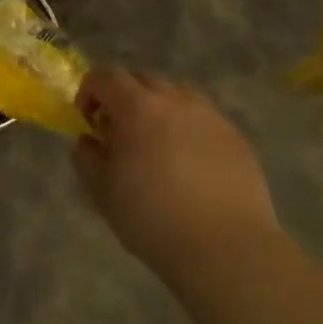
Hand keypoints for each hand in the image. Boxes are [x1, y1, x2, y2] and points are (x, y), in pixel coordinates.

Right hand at [73, 68, 278, 272]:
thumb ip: (87, 157)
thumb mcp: (101, 190)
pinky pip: (203, 119)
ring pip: (177, 95)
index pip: (106, 77)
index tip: (87, 120)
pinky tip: (186, 164)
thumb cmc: (151, 216)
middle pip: (143, 79)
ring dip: (158, 109)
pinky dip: (186, 129)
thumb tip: (89, 141)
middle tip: (118, 132)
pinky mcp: (236, 139)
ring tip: (154, 145)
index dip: (89, 92)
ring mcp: (211, 117)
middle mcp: (176, 101)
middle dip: (123, 97)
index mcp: (138, 108)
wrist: (224, 246)